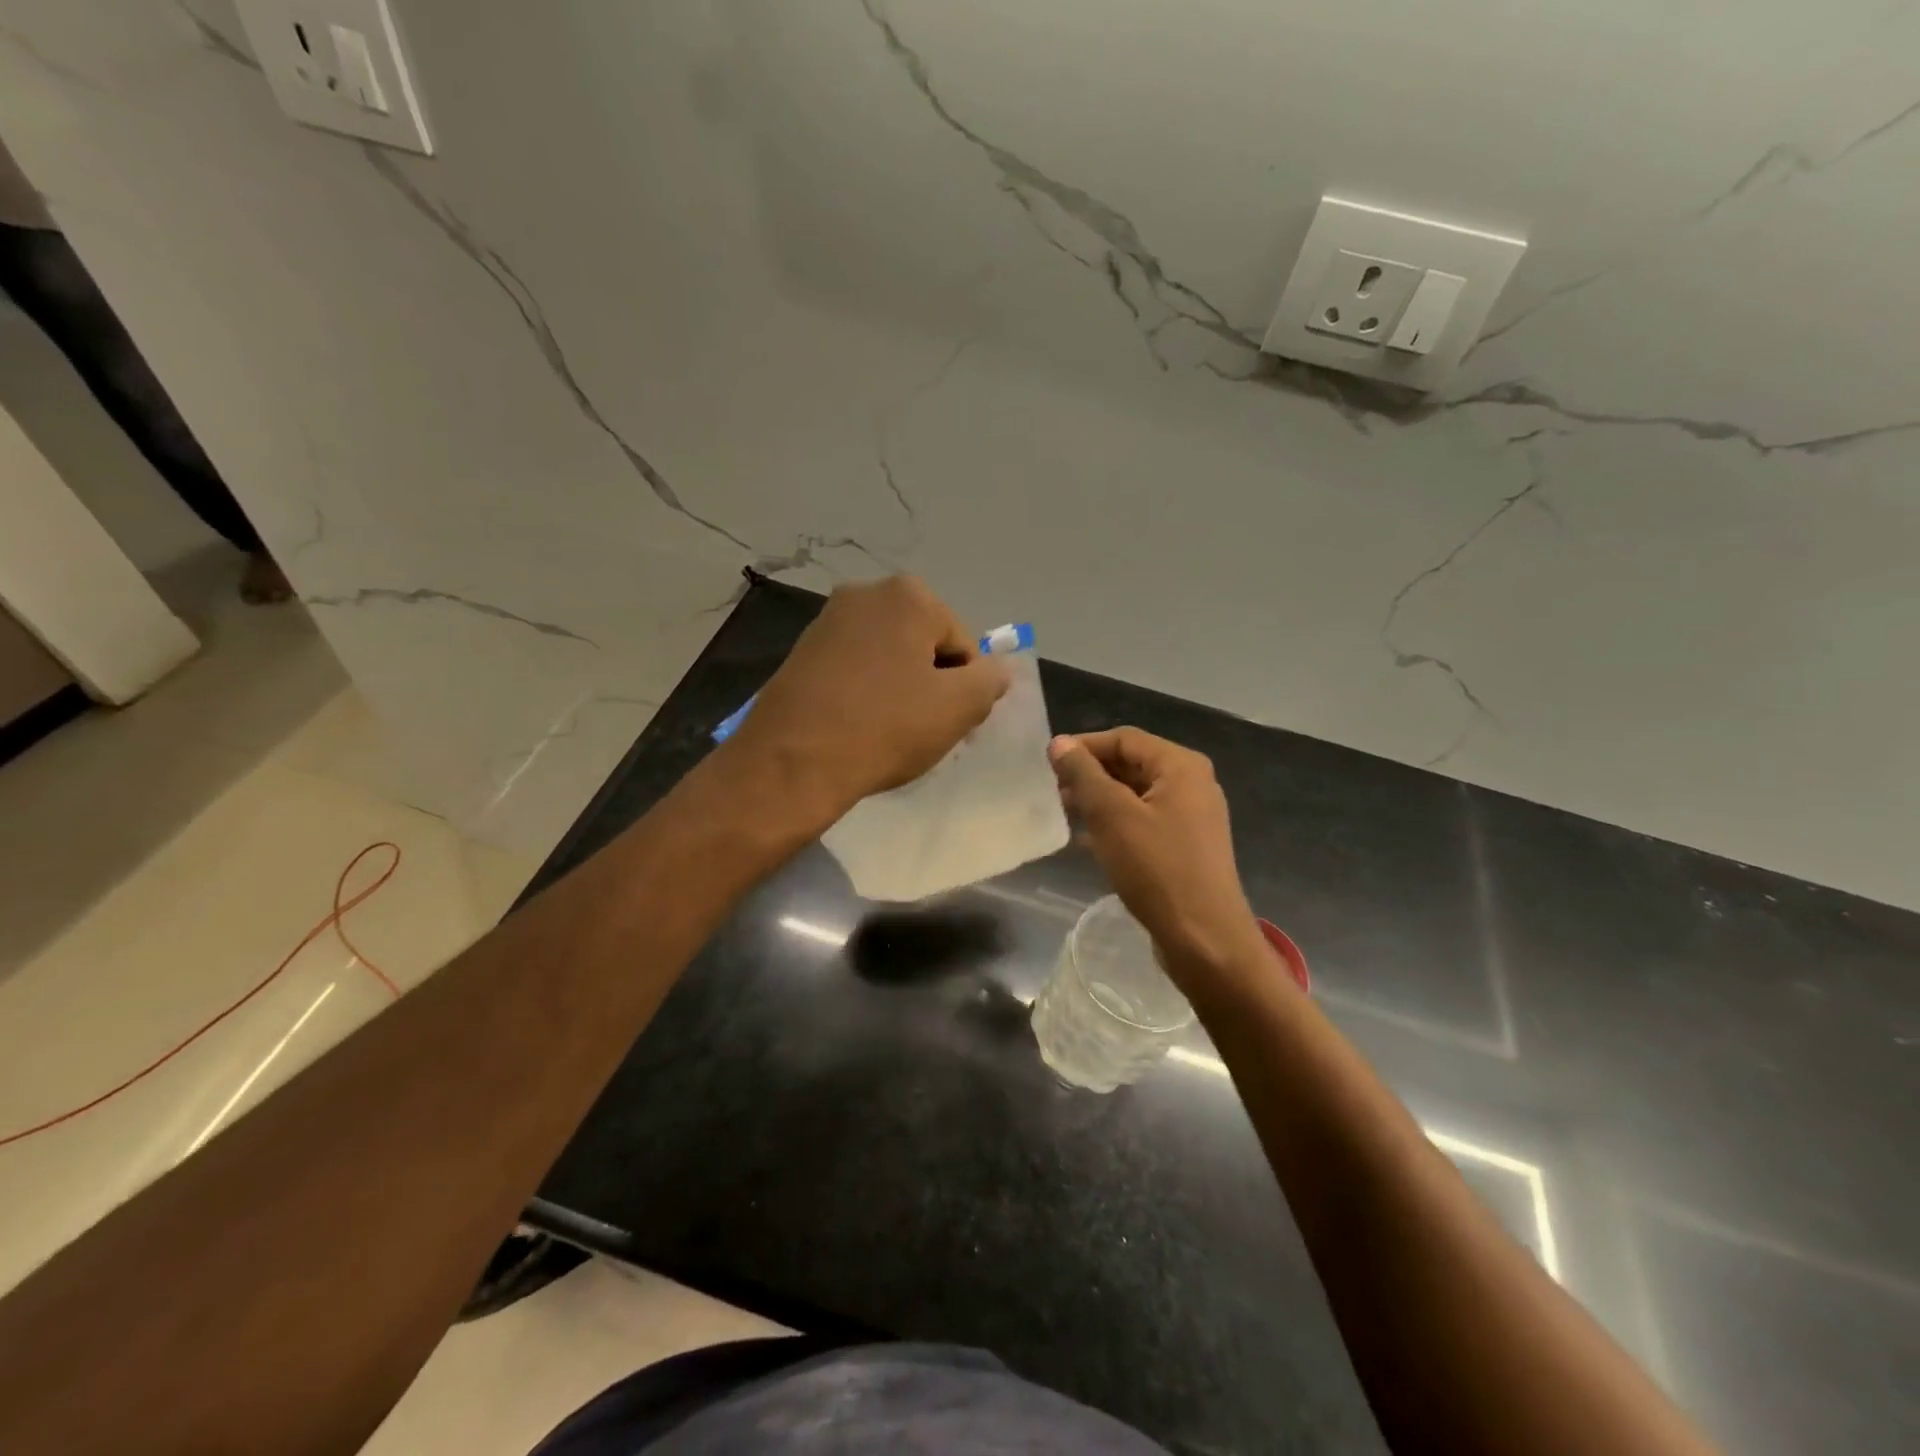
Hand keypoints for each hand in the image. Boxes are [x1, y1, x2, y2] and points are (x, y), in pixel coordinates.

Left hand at [727, 576, 1009, 823]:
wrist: (792, 763)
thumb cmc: (885, 727)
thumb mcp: (958, 708)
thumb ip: (990, 680)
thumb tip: (995, 669)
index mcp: (909, 595)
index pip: (963, 645)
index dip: (964, 687)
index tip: (947, 721)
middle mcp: (865, 593)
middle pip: (923, 645)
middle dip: (931, 683)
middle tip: (920, 727)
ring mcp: (827, 620)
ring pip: (888, 657)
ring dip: (898, 689)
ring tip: (887, 730)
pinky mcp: (801, 650)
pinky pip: (854, 668)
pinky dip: (864, 692)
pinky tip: (857, 725)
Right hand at [1049, 728, 1270, 990]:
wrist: (1204, 939)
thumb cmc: (1157, 869)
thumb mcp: (1112, 815)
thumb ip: (1084, 774)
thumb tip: (1060, 743)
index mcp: (1181, 766)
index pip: (1124, 738)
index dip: (1084, 746)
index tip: (1048, 765)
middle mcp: (1192, 783)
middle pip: (1132, 763)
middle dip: (1091, 774)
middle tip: (1053, 791)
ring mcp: (1192, 816)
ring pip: (1136, 794)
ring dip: (1100, 800)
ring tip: (1065, 813)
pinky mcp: (1186, 846)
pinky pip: (1144, 820)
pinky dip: (1116, 823)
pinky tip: (1088, 841)